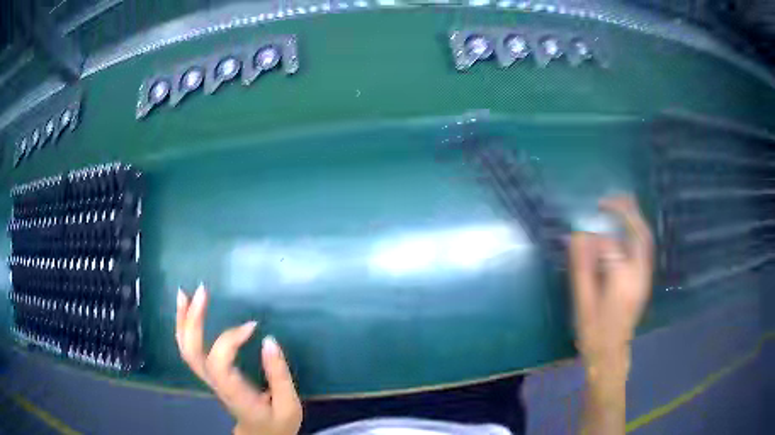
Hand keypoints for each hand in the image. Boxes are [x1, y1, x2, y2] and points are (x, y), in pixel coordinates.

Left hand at [176, 285, 302, 434]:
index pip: (219, 363)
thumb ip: (279, 375)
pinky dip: (184, 327)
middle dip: (193, 320)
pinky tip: (188, 310)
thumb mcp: (289, 404)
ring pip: (185, 349)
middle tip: (201, 292)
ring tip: (184, 294)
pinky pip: (189, 349)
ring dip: (183, 321)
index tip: (253, 326)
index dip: (230, 339)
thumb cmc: (277, 422)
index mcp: (234, 393)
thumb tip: (269, 339)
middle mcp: (216, 383)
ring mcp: (209, 378)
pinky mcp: (209, 373)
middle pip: (192, 352)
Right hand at [570, 196, 653, 377]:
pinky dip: (635, 231)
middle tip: (606, 201)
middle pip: (639, 233)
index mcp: (622, 282)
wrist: (611, 354)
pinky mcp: (644, 279)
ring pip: (645, 238)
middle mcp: (639, 275)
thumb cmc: (593, 332)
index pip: (611, 246)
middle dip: (625, 211)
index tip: (580, 233)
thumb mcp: (582, 302)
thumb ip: (581, 267)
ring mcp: (645, 276)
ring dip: (633, 218)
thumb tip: (576, 235)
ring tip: (616, 206)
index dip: (595, 236)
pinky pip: (644, 247)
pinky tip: (623, 228)